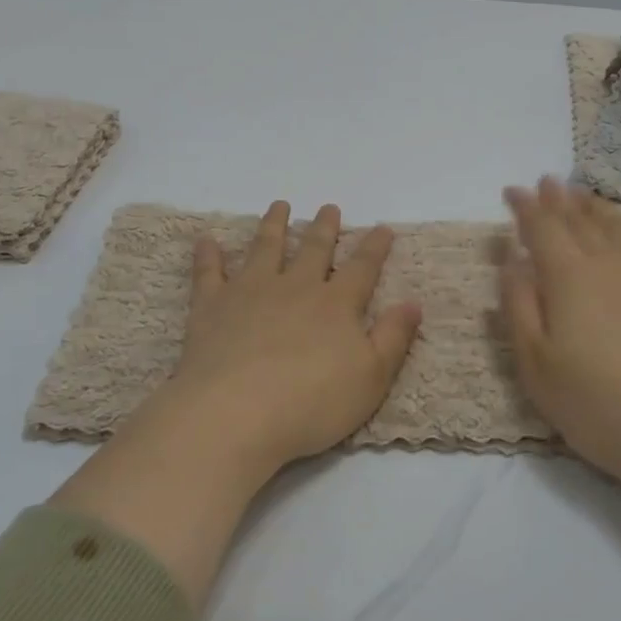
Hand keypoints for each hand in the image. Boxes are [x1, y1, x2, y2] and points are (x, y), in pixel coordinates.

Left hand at [53, 200, 421, 611]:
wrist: (235, 414)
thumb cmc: (311, 403)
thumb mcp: (371, 378)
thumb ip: (393, 337)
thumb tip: (413, 303)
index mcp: (335, 304)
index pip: (362, 268)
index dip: (375, 247)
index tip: (383, 227)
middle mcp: (294, 287)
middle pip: (314, 250)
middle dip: (325, 228)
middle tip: (329, 208)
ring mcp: (250, 292)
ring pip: (265, 248)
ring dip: (274, 226)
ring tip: (279, 206)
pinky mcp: (212, 306)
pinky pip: (209, 272)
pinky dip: (208, 255)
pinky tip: (206, 240)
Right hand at [500, 178, 620, 495]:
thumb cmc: (596, 405)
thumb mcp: (536, 364)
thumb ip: (518, 305)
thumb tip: (511, 260)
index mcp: (568, 277)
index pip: (541, 228)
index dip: (524, 207)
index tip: (512, 191)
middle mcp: (609, 262)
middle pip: (579, 220)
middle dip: (558, 199)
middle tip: (546, 182)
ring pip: (617, 225)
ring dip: (595, 206)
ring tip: (581, 193)